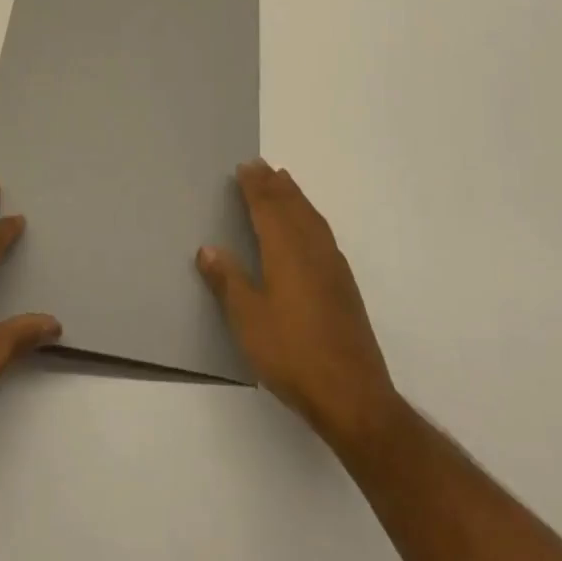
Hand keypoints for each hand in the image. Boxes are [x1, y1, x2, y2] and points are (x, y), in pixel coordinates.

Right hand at [198, 160, 399, 448]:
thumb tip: (208, 248)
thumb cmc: (292, 354)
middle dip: (275, 185)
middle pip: (291, 206)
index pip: (267, 207)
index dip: (255, 186)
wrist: (353, 395)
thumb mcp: (248, 320)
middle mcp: (311, 249)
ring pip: (311, 218)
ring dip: (295, 197)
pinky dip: (310, 217)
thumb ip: (228, 281)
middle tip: (262, 166)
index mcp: (285, 250)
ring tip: (284, 183)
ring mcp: (332, 266)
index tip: (245, 166)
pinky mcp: (345, 285)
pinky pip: (323, 233)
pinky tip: (310, 228)